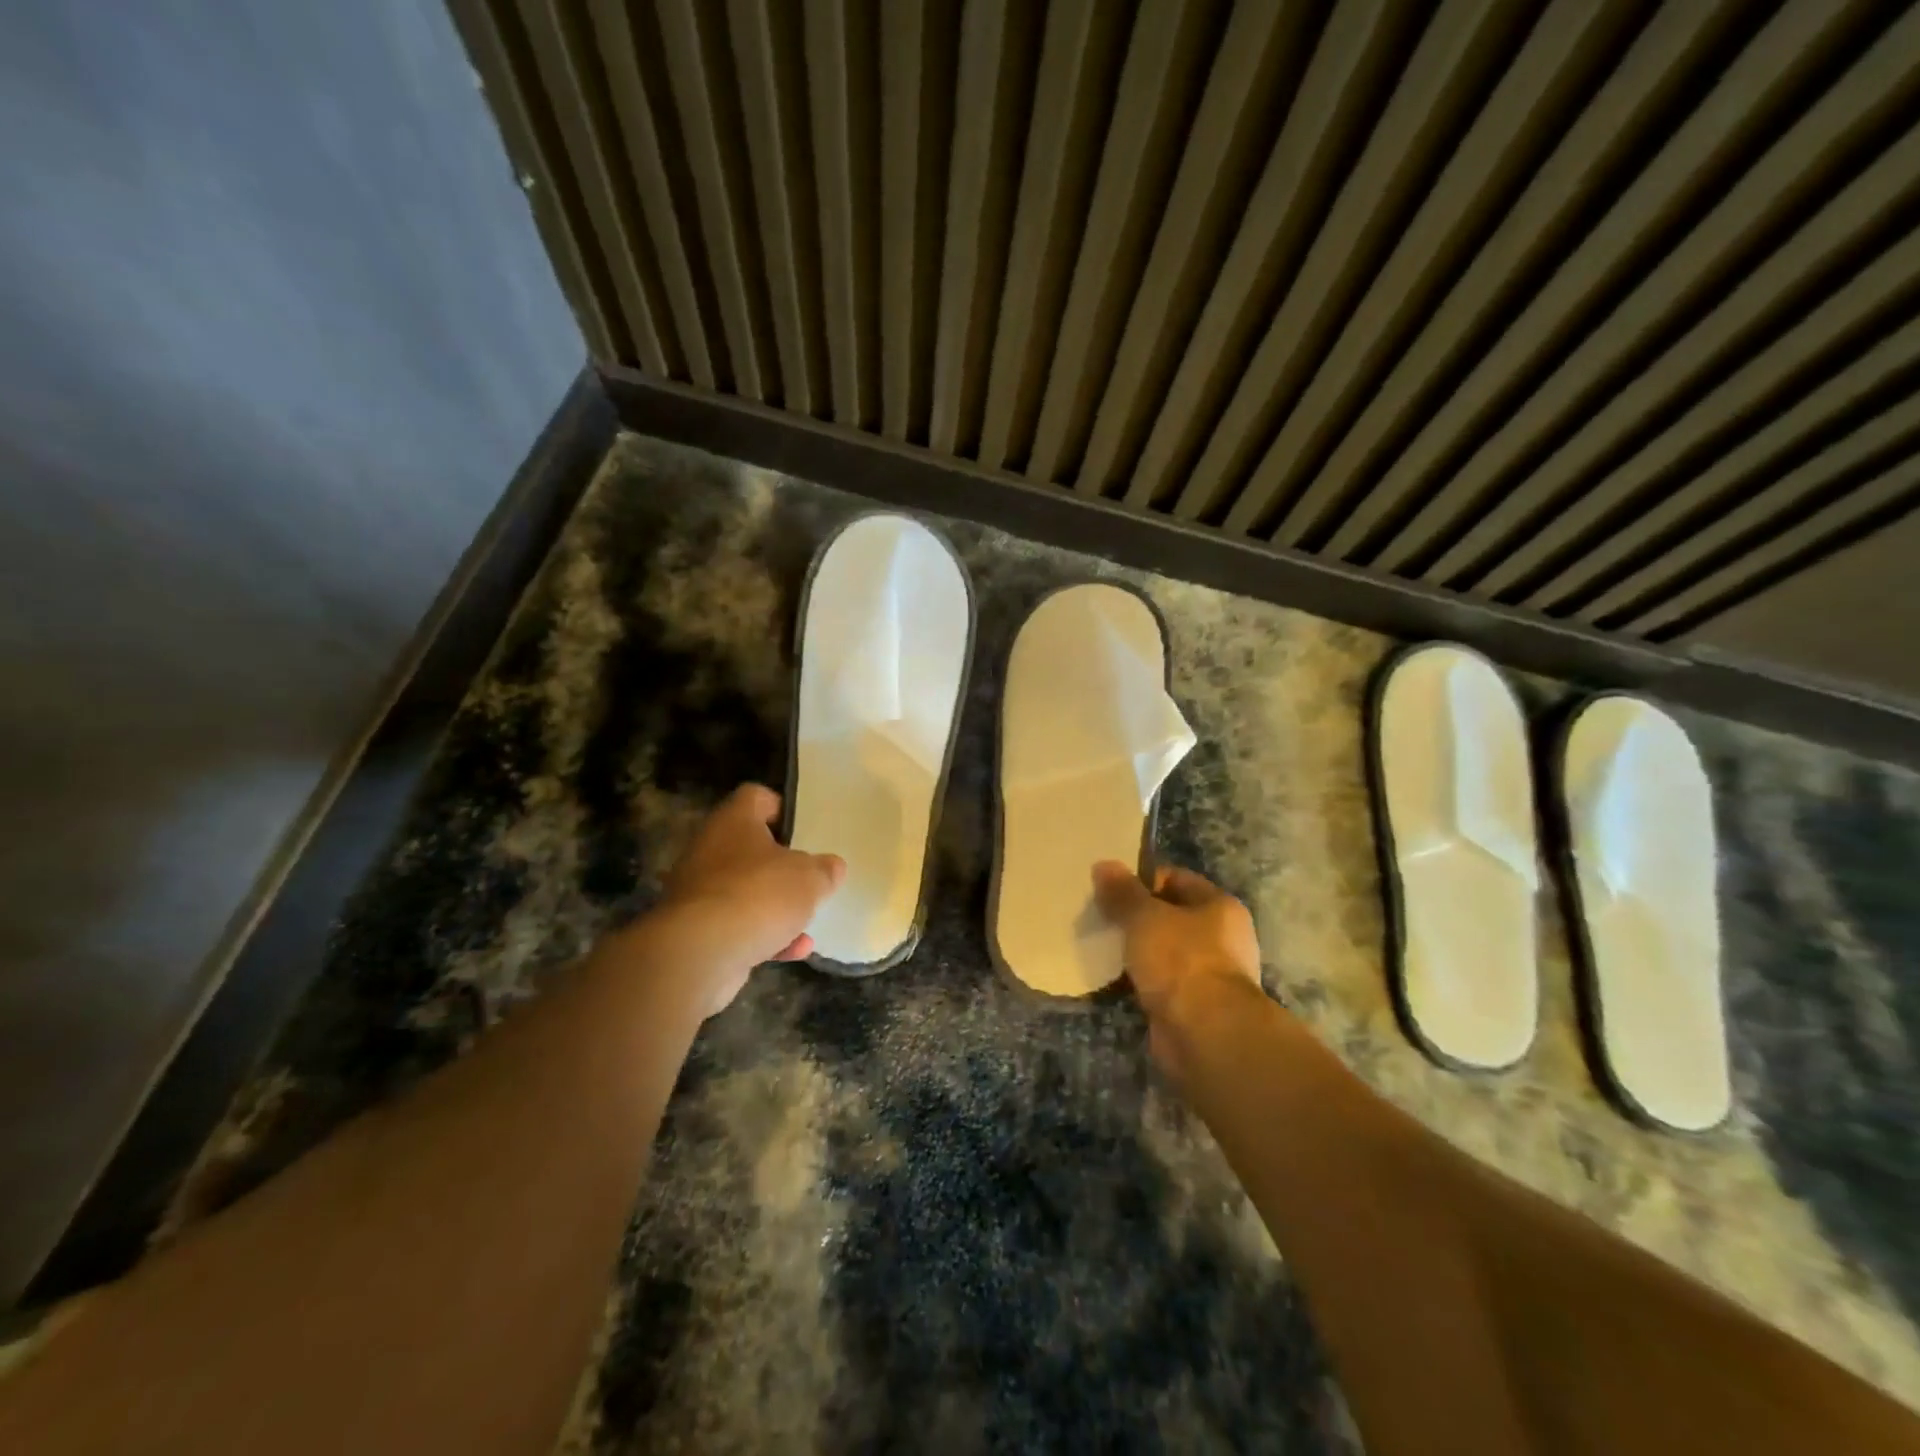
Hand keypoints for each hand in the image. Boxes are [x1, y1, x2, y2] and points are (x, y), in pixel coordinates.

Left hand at [656, 785, 845, 1015]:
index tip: (805, 827)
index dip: (782, 807)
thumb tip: (832, 866)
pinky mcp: (697, 931)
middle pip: (750, 848)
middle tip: (809, 875)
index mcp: (734, 822)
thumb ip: (824, 870)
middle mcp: (710, 850)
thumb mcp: (809, 878)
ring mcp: (700, 892)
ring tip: (808, 919)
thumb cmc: (759, 894)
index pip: (756, 797)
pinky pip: (738, 926)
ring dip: (775, 906)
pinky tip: (795, 949)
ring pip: (745, 891)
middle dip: (781, 865)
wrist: (701, 953)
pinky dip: (765, 936)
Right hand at [1092, 860, 1262, 1076]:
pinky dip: (1140, 980)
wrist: (1205, 1034)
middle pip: (1170, 916)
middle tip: (1100, 917)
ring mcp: (1210, 974)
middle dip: (1136, 917)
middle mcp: (1222, 938)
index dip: (1142, 880)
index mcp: (1220, 906)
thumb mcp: (1144, 917)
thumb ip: (1123, 892)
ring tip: (1101, 946)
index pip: (1176, 879)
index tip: (1109, 888)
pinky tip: (1113, 979)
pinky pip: (1161, 983)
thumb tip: (1103, 865)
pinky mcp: (1194, 1006)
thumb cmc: (1181, 961)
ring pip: (1164, 951)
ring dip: (1137, 951)